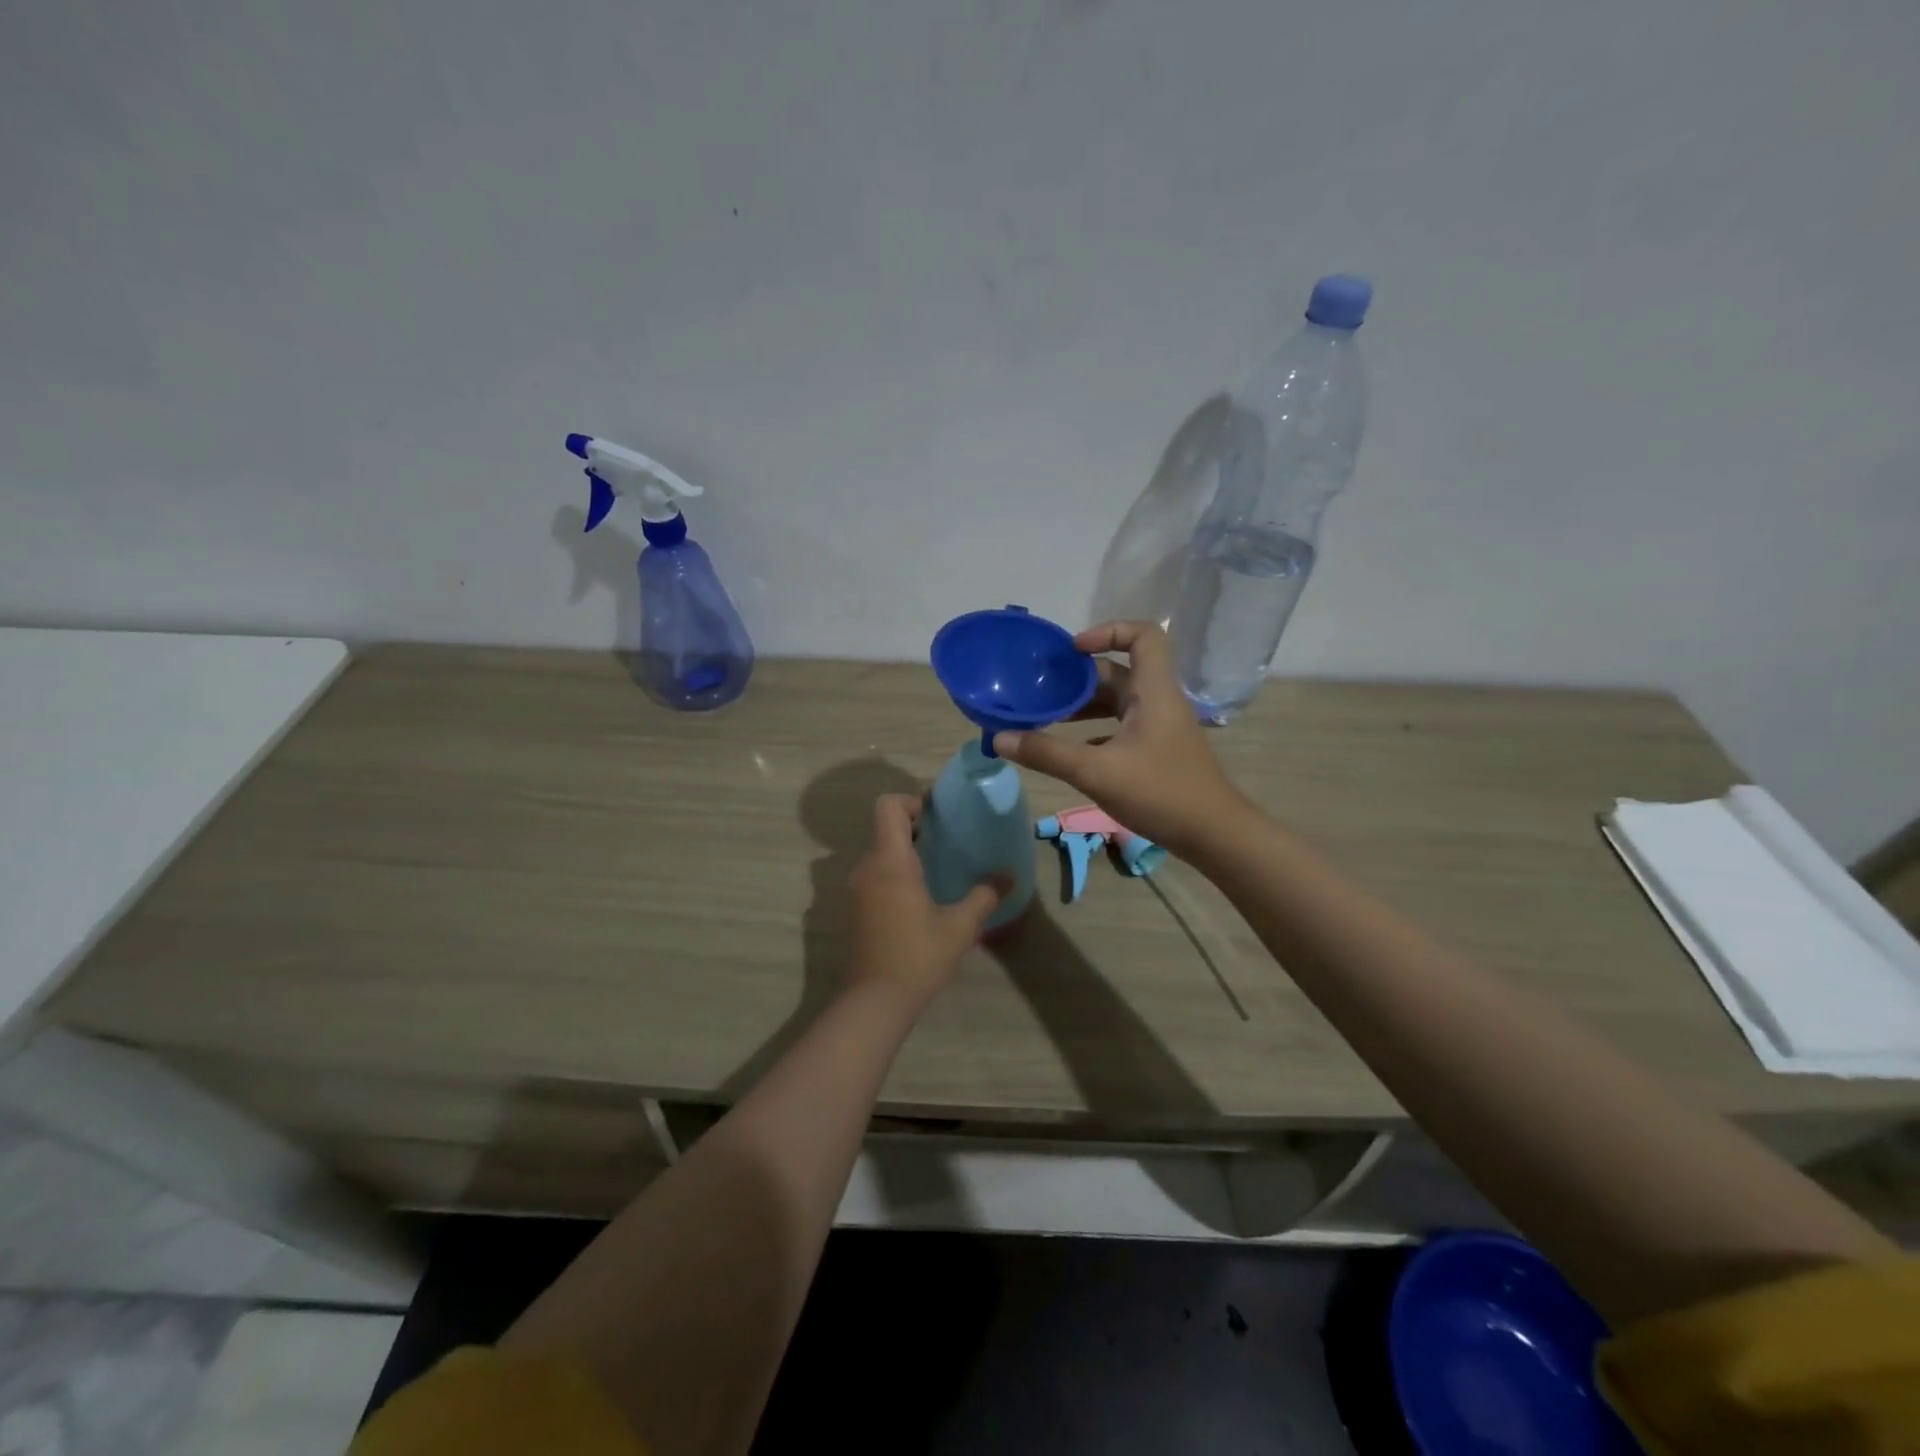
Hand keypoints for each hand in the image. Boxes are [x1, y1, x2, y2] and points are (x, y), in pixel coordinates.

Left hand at [845, 793, 1003, 1010]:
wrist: (874, 1001)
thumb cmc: (917, 957)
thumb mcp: (960, 927)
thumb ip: (984, 896)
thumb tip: (1009, 877)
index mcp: (889, 862)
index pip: (888, 806)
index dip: (912, 802)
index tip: (939, 817)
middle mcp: (867, 867)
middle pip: (885, 827)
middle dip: (915, 826)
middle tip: (948, 839)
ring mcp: (857, 888)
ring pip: (879, 851)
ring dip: (905, 850)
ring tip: (939, 865)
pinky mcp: (855, 908)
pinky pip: (875, 873)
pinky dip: (895, 871)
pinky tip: (921, 894)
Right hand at [993, 621, 1251, 857]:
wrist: (1214, 835)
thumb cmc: (1161, 792)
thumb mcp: (1097, 772)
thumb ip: (1047, 753)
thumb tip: (999, 737)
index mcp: (1153, 691)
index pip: (1143, 635)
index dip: (1107, 631)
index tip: (1071, 652)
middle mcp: (1157, 701)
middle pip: (1118, 671)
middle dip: (1078, 677)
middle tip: (1039, 688)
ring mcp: (1158, 728)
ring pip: (1116, 702)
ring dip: (1082, 705)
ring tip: (1044, 716)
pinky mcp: (1155, 752)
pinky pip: (1119, 728)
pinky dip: (1092, 731)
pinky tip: (1066, 750)